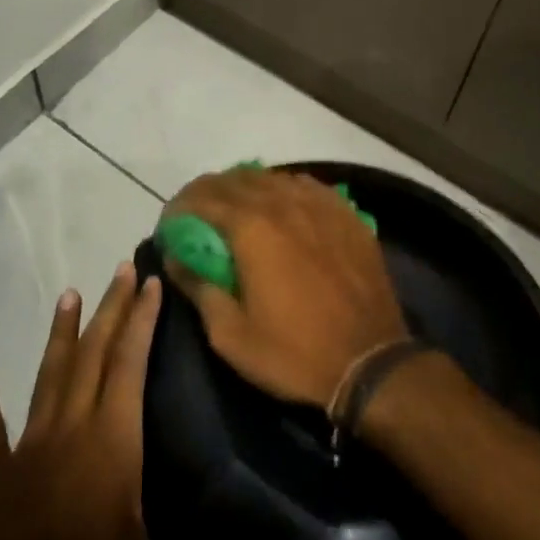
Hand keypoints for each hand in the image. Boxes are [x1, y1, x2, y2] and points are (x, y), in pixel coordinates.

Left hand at [0, 262, 276, 539]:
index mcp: (110, 444)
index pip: (129, 367)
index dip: (141, 323)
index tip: (151, 283)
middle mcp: (70, 429)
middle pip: (93, 356)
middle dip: (110, 309)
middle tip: (121, 266)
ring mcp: (28, 446)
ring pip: (49, 376)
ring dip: (61, 335)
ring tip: (68, 293)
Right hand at [164, 169, 407, 405]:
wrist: (370, 362)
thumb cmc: (293, 353)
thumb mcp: (230, 335)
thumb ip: (197, 287)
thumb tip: (173, 257)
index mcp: (252, 227)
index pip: (203, 197)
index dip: (180, 206)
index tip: (169, 225)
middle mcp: (283, 202)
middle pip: (236, 179)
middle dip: (208, 192)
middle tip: (195, 215)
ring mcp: (319, 204)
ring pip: (272, 177)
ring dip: (245, 187)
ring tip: (234, 208)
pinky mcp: (346, 213)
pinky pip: (306, 186)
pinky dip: (283, 190)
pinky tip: (281, 208)